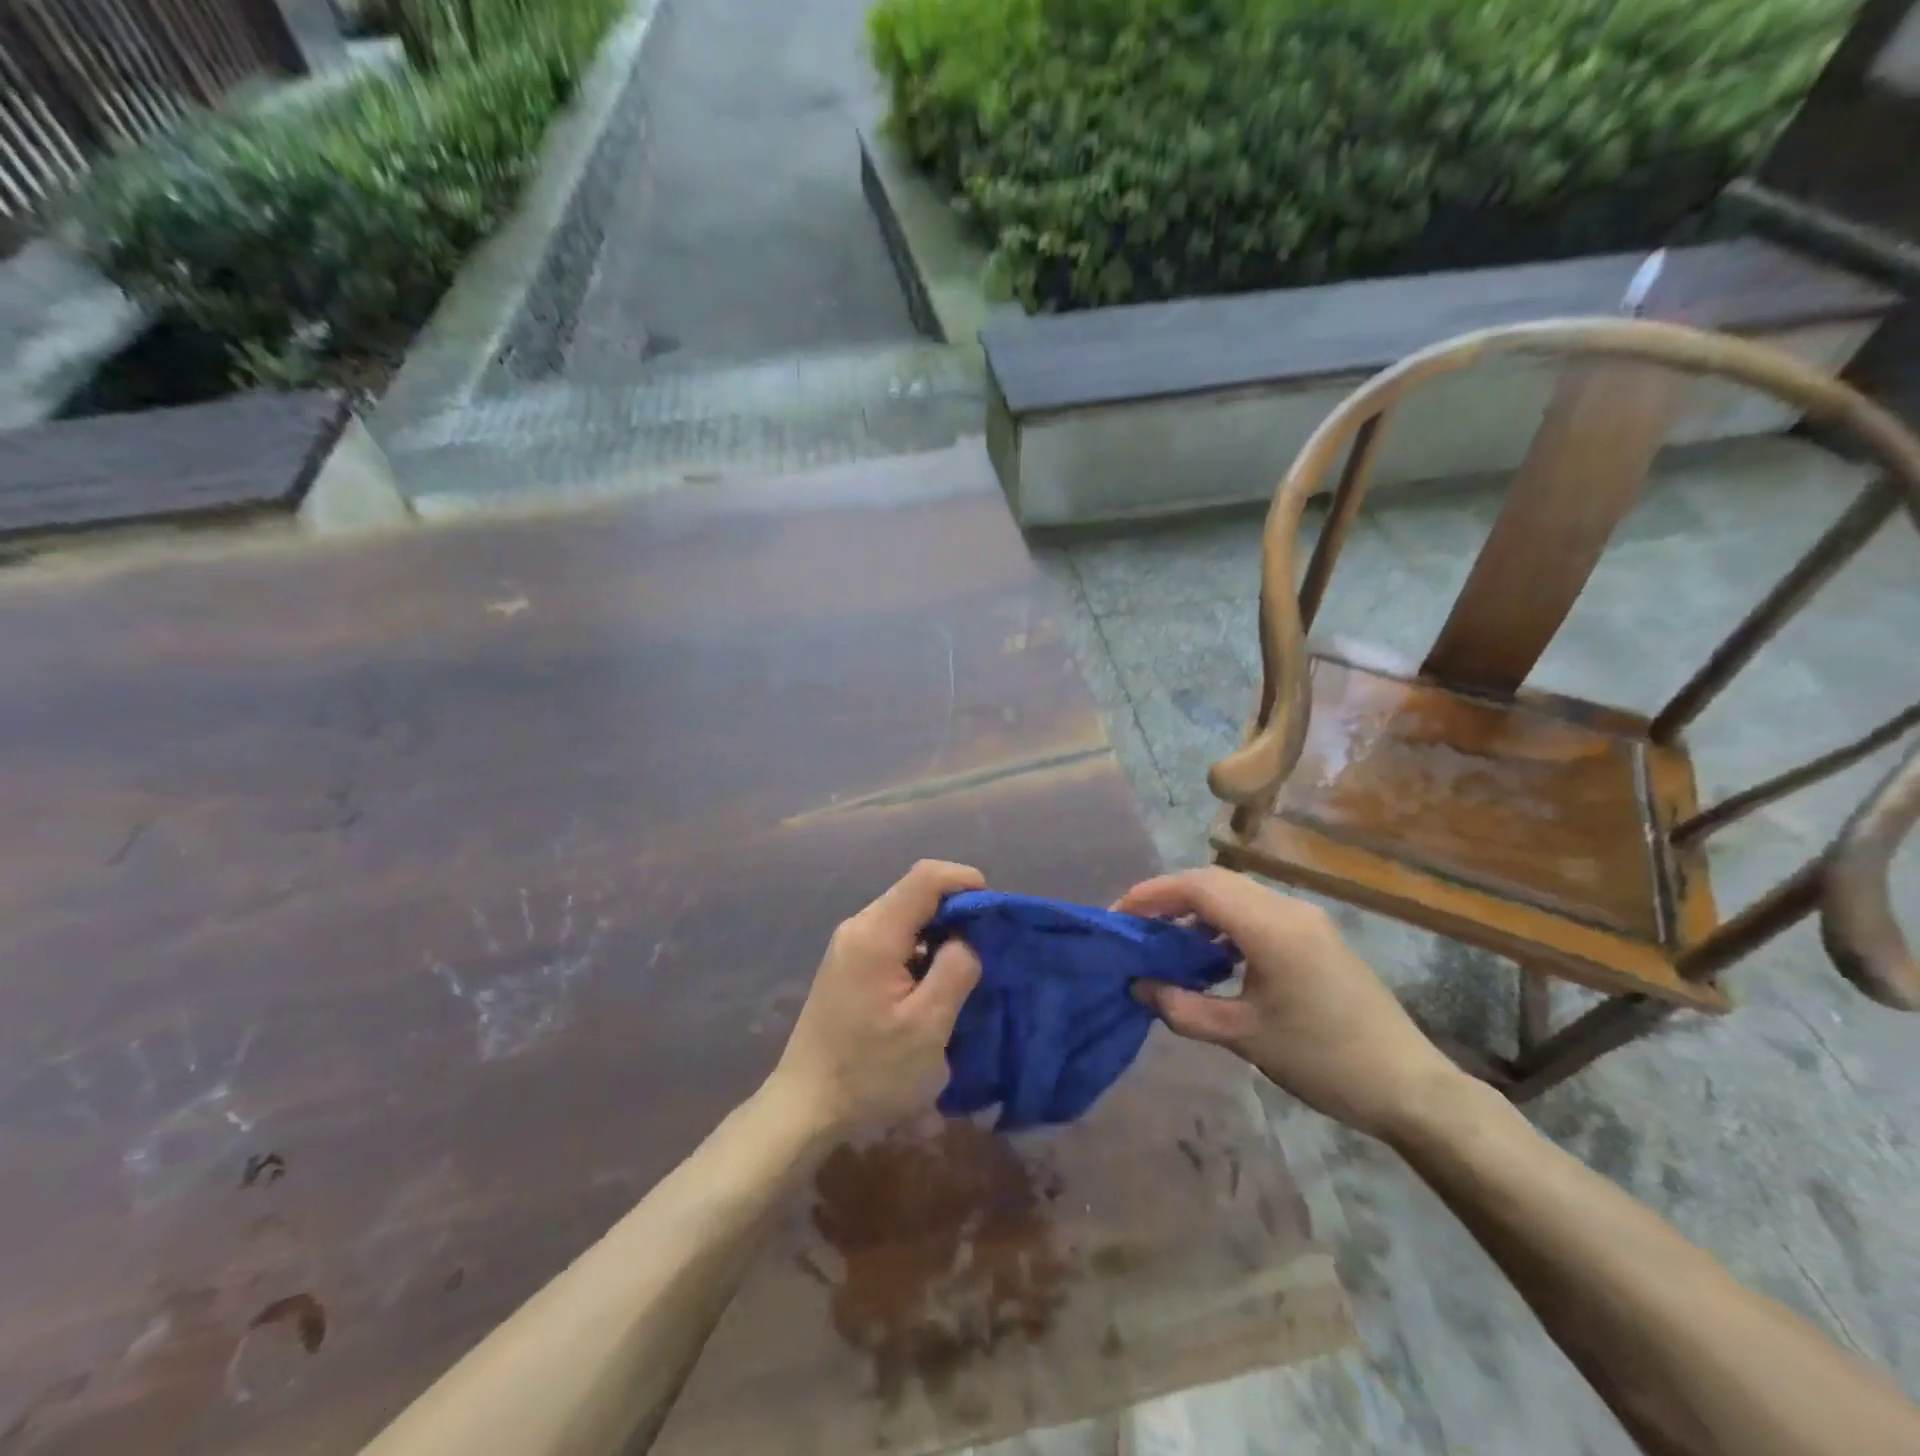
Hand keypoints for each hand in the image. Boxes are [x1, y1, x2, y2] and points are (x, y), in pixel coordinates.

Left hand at [768, 860, 985, 1134]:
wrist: (805, 1109)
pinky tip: (933, 985)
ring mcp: (848, 947)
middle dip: (956, 911)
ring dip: (940, 934)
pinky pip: (893, 940)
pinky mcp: (847, 967)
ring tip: (966, 970)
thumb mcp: (928, 1026)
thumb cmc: (870, 1072)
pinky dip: (921, 950)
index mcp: (875, 933)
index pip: (926, 877)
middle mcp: (858, 927)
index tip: (994, 913)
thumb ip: (956, 970)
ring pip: (905, 918)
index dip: (965, 881)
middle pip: (915, 894)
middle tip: (987, 947)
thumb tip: (967, 939)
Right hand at [1118, 868, 1462, 1140]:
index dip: (1152, 895)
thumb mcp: (1243, 1036)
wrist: (1409, 1087)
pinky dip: (1224, 924)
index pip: (1198, 886)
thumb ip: (1182, 1007)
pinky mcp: (1317, 937)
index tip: (1118, 916)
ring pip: (1237, 896)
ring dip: (1197, 910)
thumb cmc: (1322, 1060)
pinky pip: (1257, 914)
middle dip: (1169, 898)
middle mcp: (1289, 909)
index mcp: (1271, 926)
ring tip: (1166, 942)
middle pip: (1215, 882)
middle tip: (1135, 927)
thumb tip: (1138, 986)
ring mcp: (1307, 921)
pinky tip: (1210, 956)